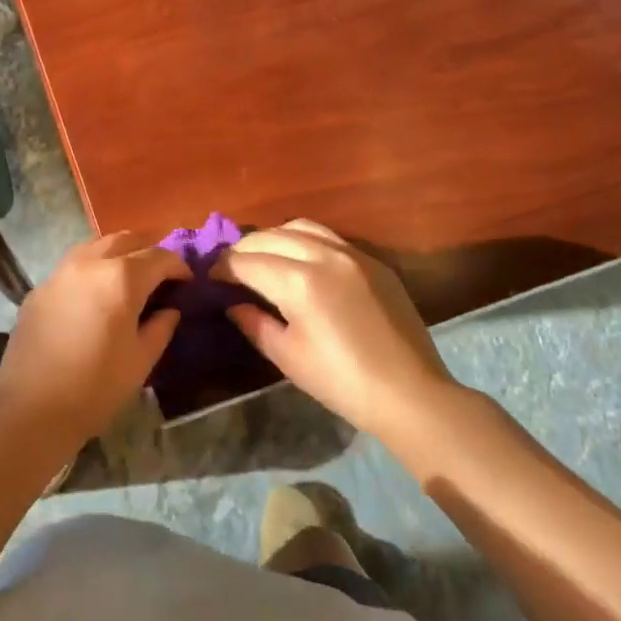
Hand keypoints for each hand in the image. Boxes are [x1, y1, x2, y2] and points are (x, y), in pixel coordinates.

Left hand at [0, 232, 189, 445]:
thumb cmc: (96, 387)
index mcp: (121, 278)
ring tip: (128, 277)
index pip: (159, 257)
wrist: (31, 408)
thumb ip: (161, 327)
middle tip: (160, 273)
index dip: (179, 266)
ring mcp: (60, 272)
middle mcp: (90, 263)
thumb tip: (170, 310)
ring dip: (117, 253)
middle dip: (148, 250)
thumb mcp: (141, 360)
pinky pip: (72, 266)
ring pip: (95, 246)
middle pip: (126, 240)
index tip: (187, 282)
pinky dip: (91, 270)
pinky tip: (94, 294)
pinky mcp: (39, 288)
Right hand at [214, 220, 460, 449]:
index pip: (246, 262)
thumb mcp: (288, 357)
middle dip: (242, 249)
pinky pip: (329, 237)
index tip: (210, 278)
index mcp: (298, 281)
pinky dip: (304, 240)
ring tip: (262, 257)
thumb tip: (233, 303)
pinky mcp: (373, 261)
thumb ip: (254, 323)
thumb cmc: (342, 382)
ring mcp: (352, 253)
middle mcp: (323, 255)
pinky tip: (299, 260)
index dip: (222, 268)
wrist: (410, 393)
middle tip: (229, 268)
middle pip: (269, 236)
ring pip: (300, 226)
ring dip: (273, 237)